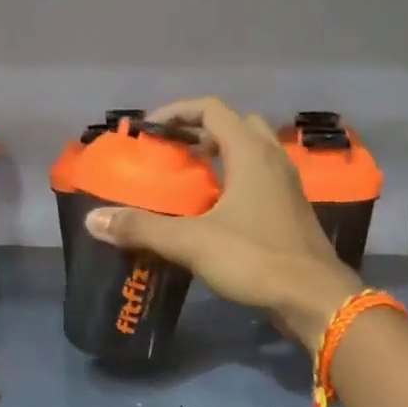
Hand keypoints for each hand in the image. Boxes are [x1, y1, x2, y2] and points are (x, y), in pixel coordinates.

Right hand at [84, 97, 361, 346]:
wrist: (314, 297)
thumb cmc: (255, 259)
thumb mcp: (192, 242)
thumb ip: (143, 228)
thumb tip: (94, 220)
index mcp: (250, 153)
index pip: (212, 109)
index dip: (178, 112)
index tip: (151, 129)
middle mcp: (273, 160)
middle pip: (236, 126)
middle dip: (201, 133)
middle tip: (173, 154)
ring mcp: (287, 186)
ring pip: (252, 154)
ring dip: (222, 158)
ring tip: (191, 181)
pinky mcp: (292, 212)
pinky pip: (261, 181)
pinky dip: (237, 182)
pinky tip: (218, 212)